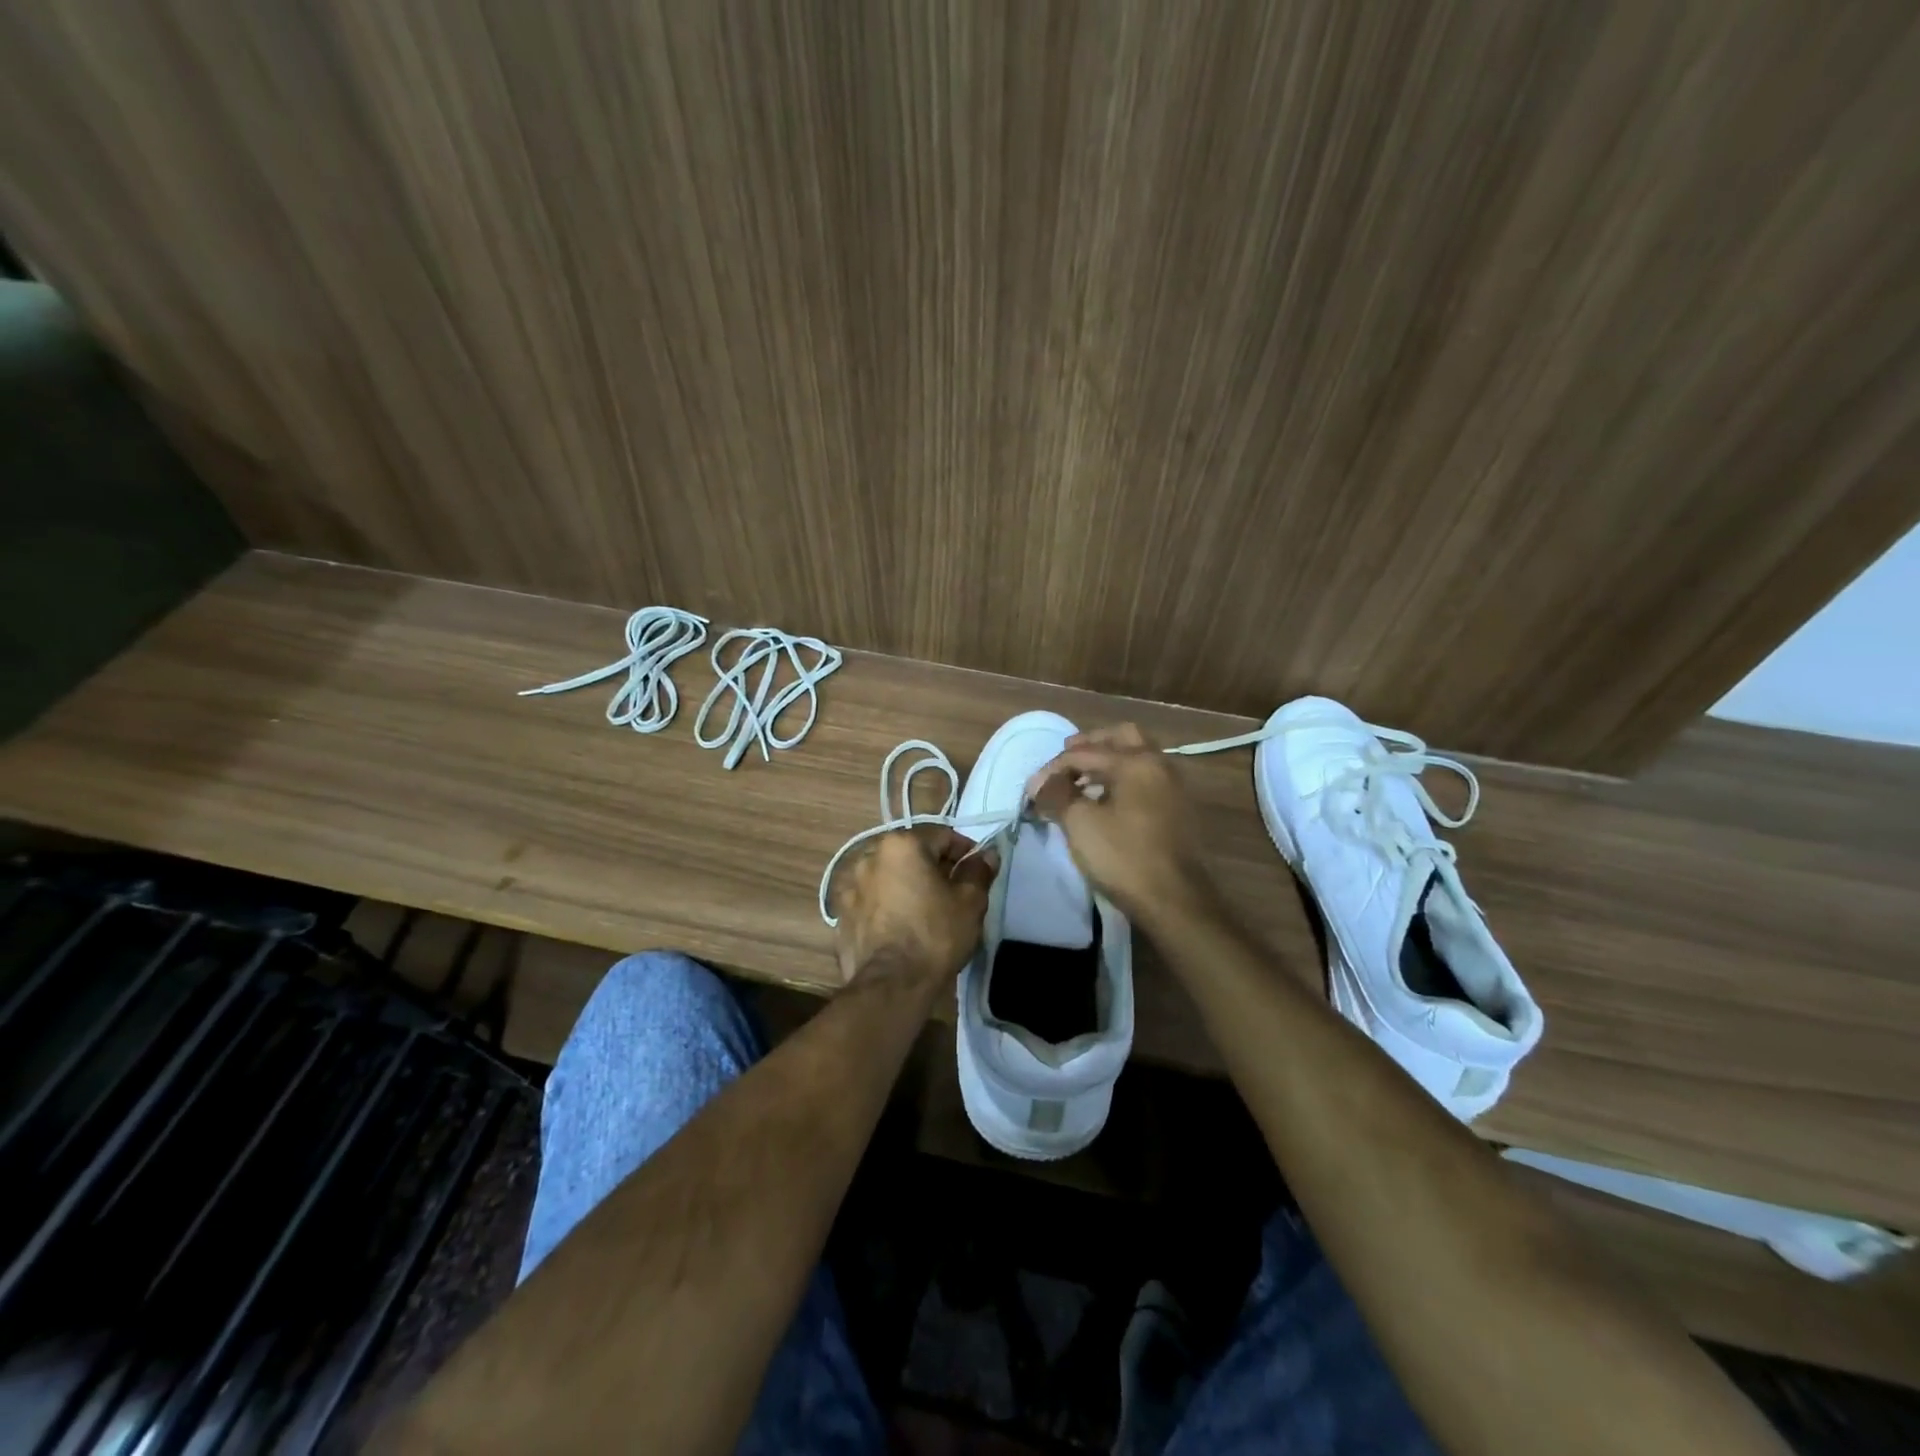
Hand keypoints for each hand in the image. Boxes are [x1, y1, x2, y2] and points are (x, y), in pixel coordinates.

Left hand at [830, 826, 995, 986]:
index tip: (976, 873)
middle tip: (954, 893)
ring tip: (924, 912)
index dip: (965, 852)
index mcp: (901, 845)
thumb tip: (987, 854)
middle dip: (933, 868)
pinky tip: (899, 928)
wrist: (891, 985)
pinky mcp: (840, 914)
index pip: (942, 836)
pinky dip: (885, 906)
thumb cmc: (936, 935)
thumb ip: (979, 871)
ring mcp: (850, 885)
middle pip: (911, 854)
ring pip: (888, 877)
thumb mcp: (970, 902)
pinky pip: (871, 901)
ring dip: (906, 886)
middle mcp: (870, 856)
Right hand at [1028, 724, 1215, 927]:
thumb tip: (1040, 783)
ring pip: (1137, 757)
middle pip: (1122, 737)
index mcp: (1136, 761)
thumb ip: (1057, 795)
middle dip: (1090, 745)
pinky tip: (1105, 800)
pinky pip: (1145, 779)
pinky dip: (1123, 778)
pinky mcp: (1177, 809)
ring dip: (1108, 761)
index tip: (1033, 789)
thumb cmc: (1124, 857)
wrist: (1174, 901)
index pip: (1085, 752)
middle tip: (1066, 760)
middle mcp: (1159, 764)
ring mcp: (1173, 787)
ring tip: (1081, 781)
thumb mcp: (1080, 823)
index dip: (1054, 768)